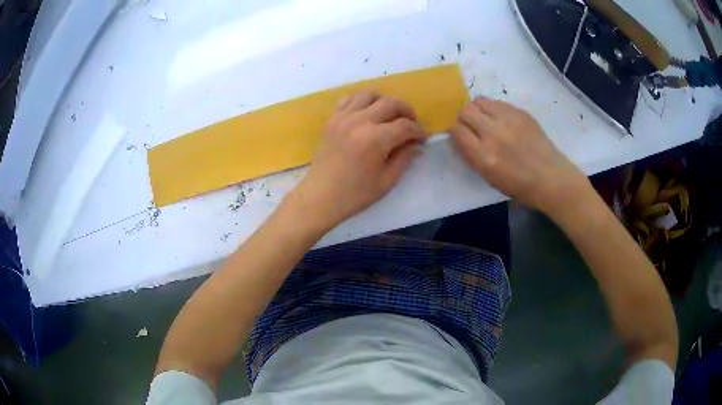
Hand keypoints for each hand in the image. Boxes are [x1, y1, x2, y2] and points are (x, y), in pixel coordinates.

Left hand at [288, 91, 426, 230]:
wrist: (320, 197)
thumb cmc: (355, 194)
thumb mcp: (387, 180)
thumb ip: (405, 157)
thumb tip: (416, 142)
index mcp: (375, 139)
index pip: (405, 126)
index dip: (418, 130)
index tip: (423, 138)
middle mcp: (359, 121)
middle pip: (390, 103)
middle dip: (407, 111)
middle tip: (411, 123)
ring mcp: (343, 118)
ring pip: (369, 95)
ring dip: (384, 101)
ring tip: (389, 115)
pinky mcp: (332, 119)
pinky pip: (348, 99)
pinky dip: (361, 101)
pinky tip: (366, 114)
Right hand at [450, 97, 587, 214]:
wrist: (550, 177)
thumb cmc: (519, 185)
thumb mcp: (488, 177)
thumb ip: (471, 155)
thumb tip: (460, 137)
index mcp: (484, 156)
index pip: (457, 130)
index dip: (454, 130)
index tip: (459, 133)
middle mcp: (493, 134)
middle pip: (465, 111)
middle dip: (464, 117)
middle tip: (471, 125)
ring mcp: (508, 120)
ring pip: (479, 101)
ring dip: (477, 109)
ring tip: (484, 118)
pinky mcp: (520, 112)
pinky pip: (497, 103)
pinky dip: (493, 109)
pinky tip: (501, 120)